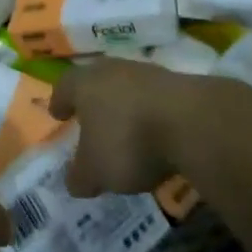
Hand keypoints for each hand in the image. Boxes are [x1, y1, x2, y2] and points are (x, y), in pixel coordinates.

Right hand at [50, 58, 216, 196]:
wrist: (192, 122)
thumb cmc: (128, 141)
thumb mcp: (96, 171)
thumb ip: (80, 176)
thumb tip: (74, 181)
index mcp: (84, 83)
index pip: (64, 87)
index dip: (60, 102)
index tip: (58, 114)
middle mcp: (112, 70)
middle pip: (96, 83)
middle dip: (92, 102)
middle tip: (90, 122)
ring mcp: (147, 73)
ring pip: (127, 89)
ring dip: (124, 108)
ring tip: (125, 133)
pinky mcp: (178, 85)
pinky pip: (154, 100)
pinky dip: (150, 116)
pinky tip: (155, 136)